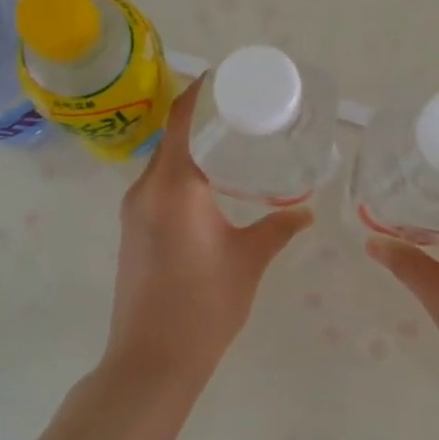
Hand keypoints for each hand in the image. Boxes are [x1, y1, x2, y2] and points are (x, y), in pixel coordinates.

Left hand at [104, 77, 313, 393]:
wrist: (150, 361)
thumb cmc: (203, 306)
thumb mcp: (248, 261)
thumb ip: (278, 228)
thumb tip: (306, 212)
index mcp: (174, 186)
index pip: (181, 120)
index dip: (200, 92)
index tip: (226, 77)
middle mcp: (147, 189)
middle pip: (171, 136)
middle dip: (202, 118)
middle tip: (244, 111)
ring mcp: (134, 210)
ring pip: (163, 162)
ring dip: (191, 148)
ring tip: (231, 143)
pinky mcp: (132, 230)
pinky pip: (158, 186)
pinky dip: (182, 173)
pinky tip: (211, 185)